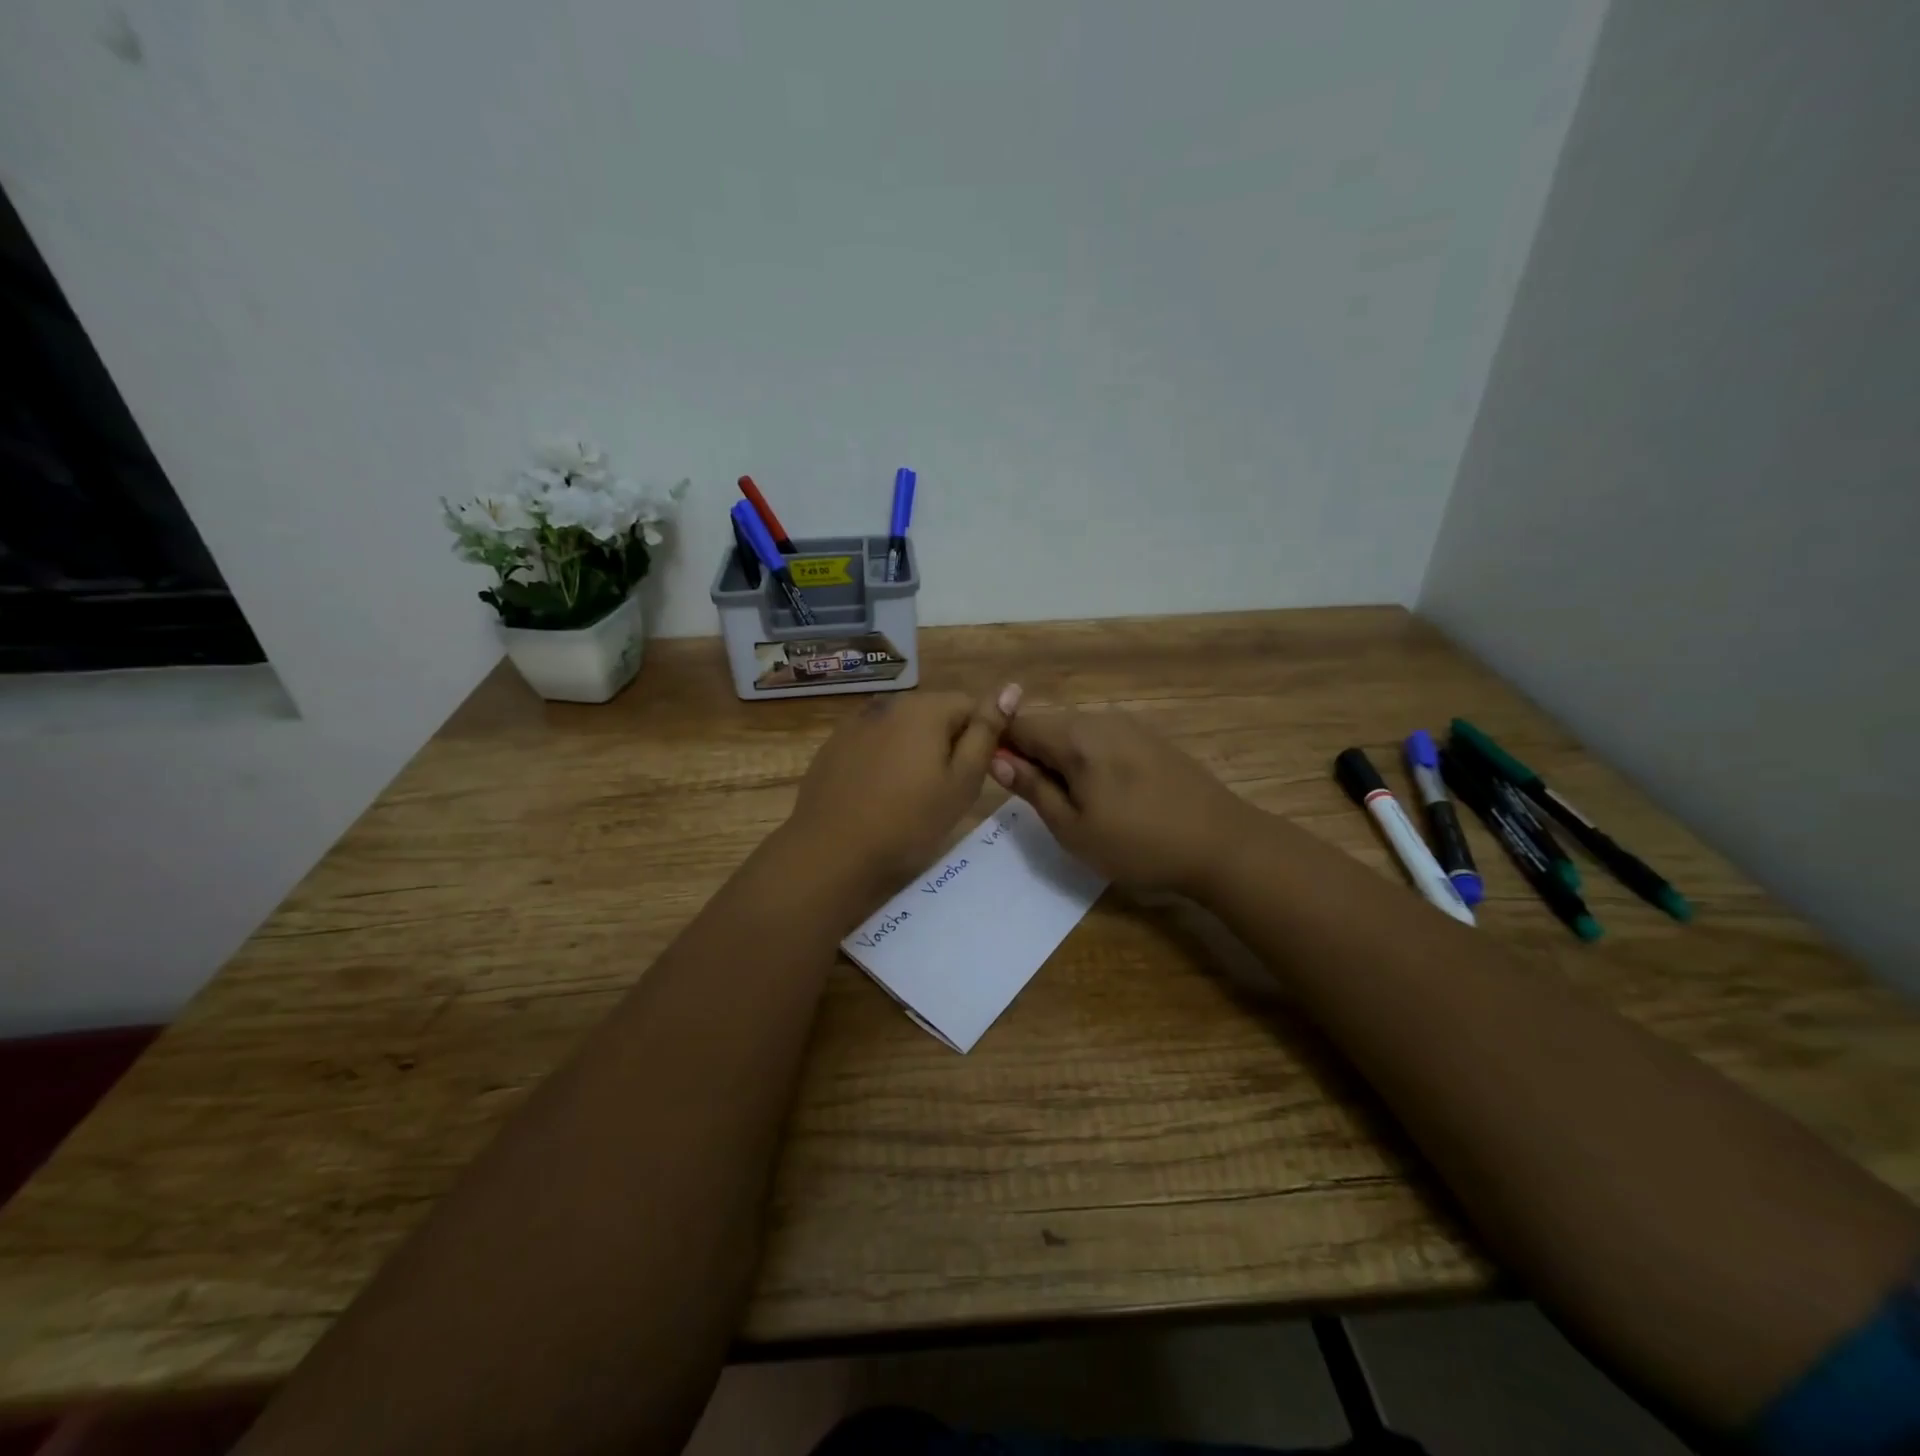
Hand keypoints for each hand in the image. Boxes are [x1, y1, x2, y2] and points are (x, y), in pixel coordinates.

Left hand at [787, 683, 1022, 908]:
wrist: (832, 852)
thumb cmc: (909, 821)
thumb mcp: (962, 781)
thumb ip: (987, 732)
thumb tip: (1011, 687)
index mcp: (925, 708)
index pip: (970, 705)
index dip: (980, 737)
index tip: (975, 774)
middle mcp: (889, 703)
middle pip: (934, 714)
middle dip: (946, 742)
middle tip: (946, 790)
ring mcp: (856, 722)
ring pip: (902, 728)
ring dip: (914, 750)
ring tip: (910, 794)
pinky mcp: (833, 745)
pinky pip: (872, 742)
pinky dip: (883, 760)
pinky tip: (878, 794)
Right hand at [989, 708, 1257, 894]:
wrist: (1222, 844)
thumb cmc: (1138, 844)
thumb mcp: (1072, 828)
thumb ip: (1032, 788)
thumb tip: (996, 759)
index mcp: (1075, 737)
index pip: (1017, 724)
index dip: (999, 746)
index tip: (1001, 780)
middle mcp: (1100, 719)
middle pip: (1047, 726)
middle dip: (1032, 756)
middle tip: (1041, 804)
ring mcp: (1130, 726)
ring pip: (1075, 734)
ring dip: (1062, 761)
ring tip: (1076, 805)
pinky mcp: (1151, 738)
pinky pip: (1102, 740)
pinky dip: (1090, 761)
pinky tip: (1108, 796)